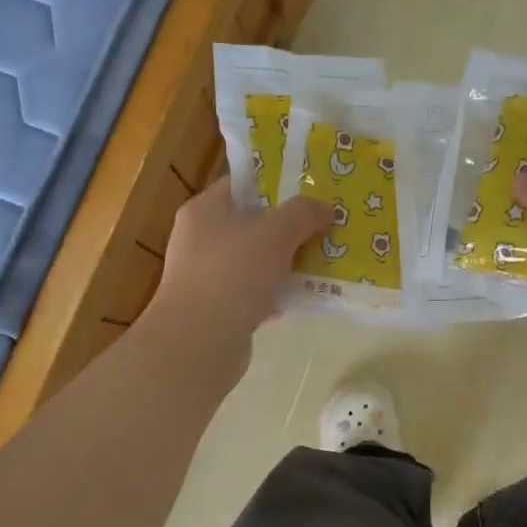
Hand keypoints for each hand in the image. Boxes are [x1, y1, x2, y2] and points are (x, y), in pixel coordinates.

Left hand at [145, 180, 330, 359]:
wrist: (201, 340)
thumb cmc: (234, 271)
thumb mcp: (276, 231)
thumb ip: (304, 213)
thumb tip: (327, 208)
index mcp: (205, 210)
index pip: (242, 186)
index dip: (277, 185)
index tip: (311, 192)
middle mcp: (200, 240)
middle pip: (252, 225)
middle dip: (290, 229)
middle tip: (325, 229)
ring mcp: (207, 277)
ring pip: (256, 263)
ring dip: (287, 265)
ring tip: (324, 264)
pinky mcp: (217, 311)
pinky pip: (255, 295)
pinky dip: (278, 296)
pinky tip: (305, 299)